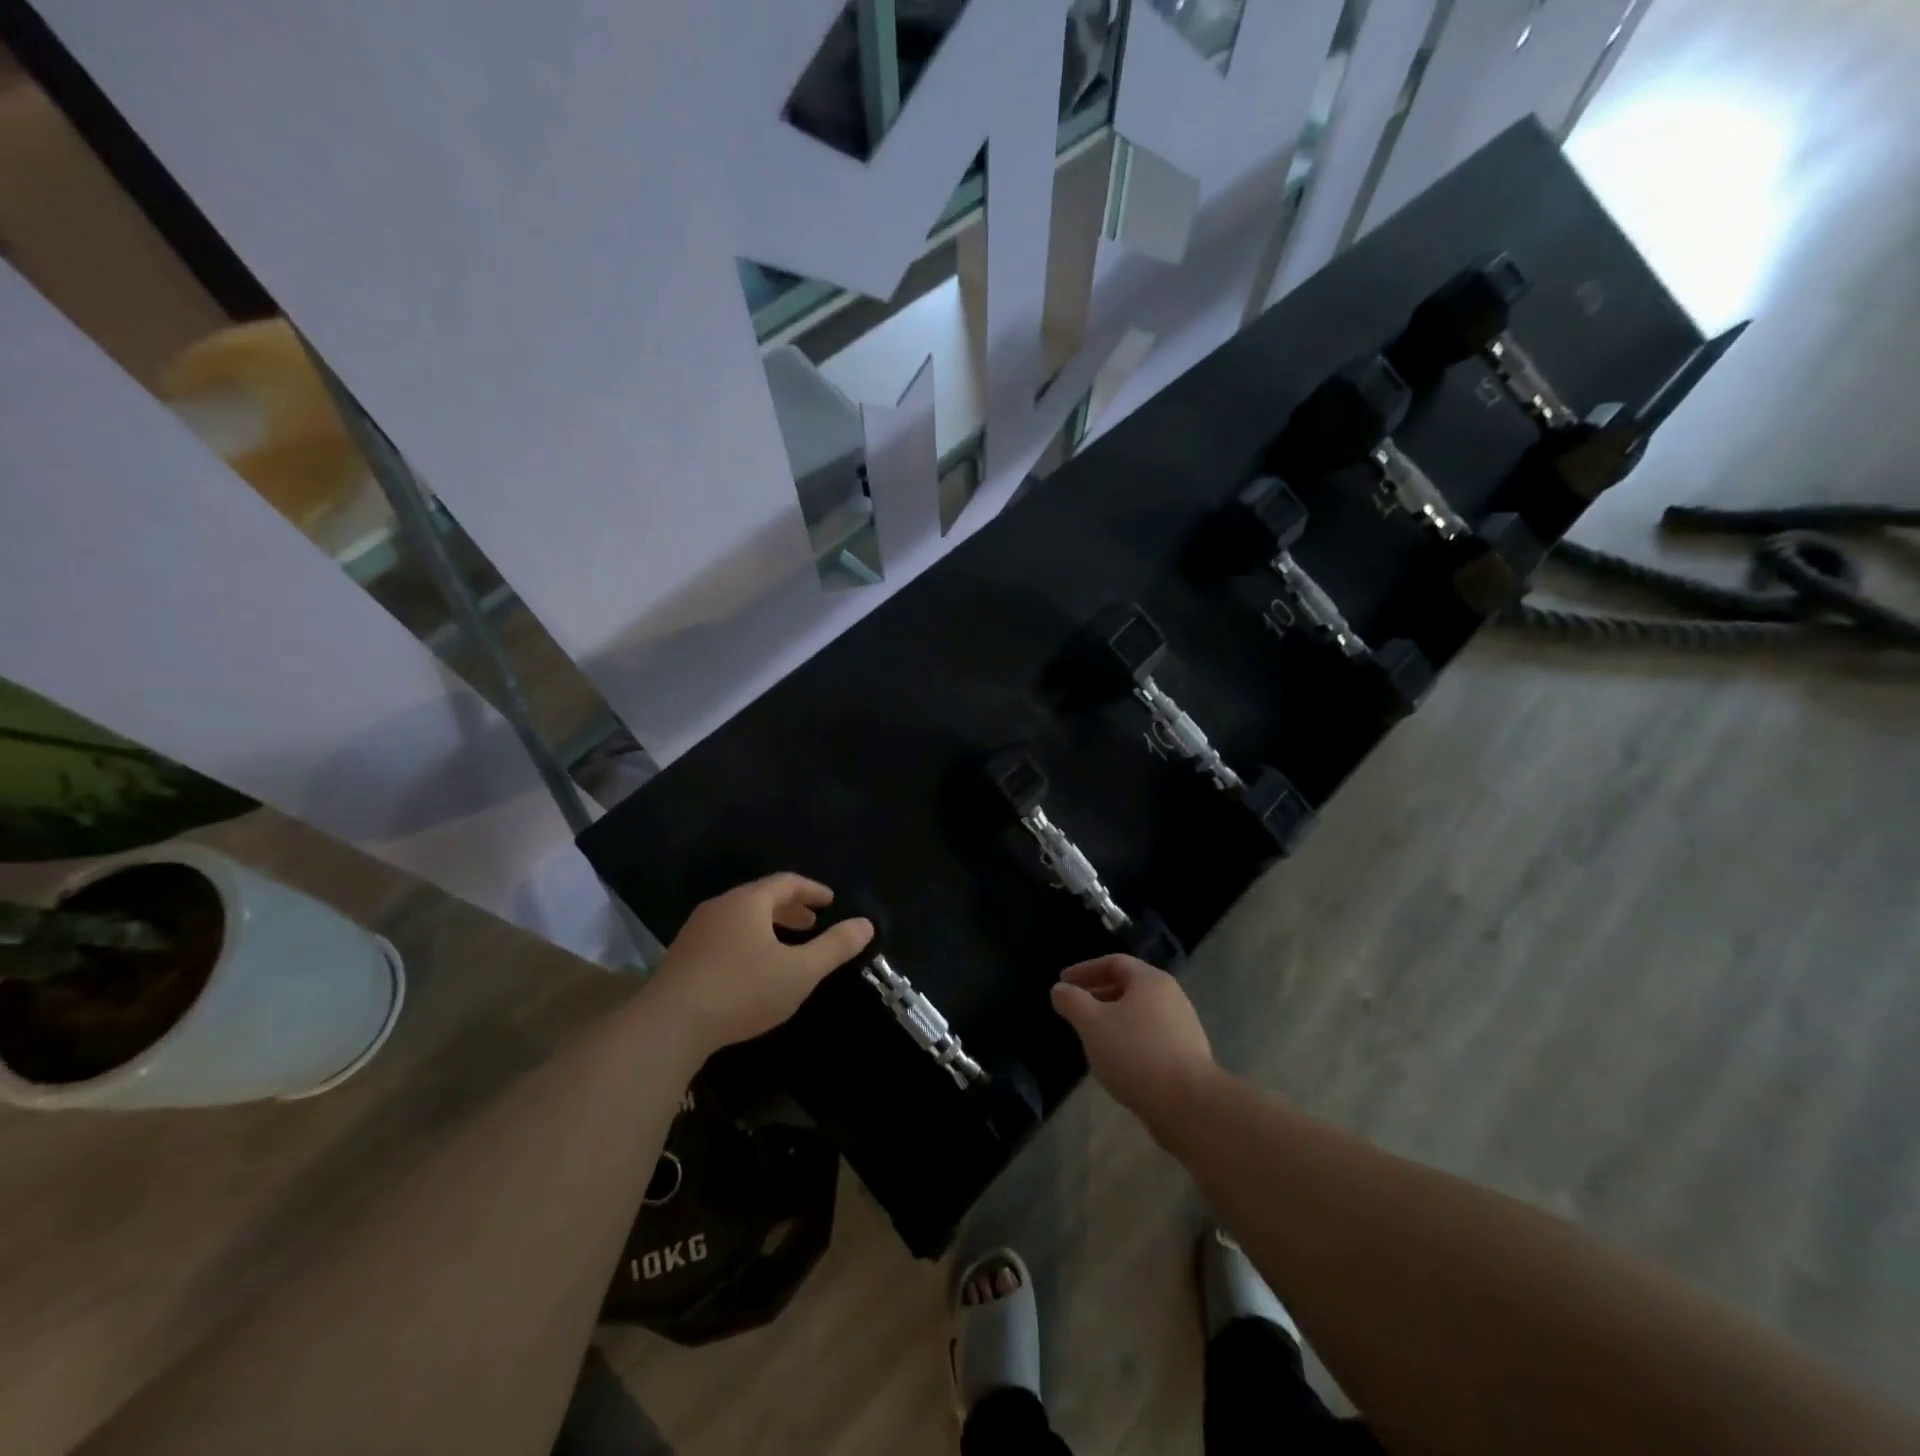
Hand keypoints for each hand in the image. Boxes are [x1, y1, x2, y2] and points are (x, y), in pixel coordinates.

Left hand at [648, 874, 874, 1054]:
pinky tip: (753, 969)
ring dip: (769, 926)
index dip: (812, 890)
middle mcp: (720, 907)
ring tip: (787, 946)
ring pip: (741, 918)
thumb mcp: (800, 971)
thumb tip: (866, 924)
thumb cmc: (742, 990)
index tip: (830, 901)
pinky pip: (725, 936)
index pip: (786, 882)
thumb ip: (835, 947)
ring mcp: (696, 932)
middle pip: (761, 898)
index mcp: (748, 902)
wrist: (668, 1025)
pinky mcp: (682, 958)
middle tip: (812, 923)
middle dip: (791, 909)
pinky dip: (748, 941)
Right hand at [1050, 955, 1215, 1132]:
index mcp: (1151, 980)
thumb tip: (1059, 989)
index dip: (1085, 970)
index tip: (1063, 982)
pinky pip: (1151, 1038)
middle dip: (1099, 995)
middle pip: (1129, 987)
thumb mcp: (1092, 1023)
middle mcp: (1172, 996)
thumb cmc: (1135, 1052)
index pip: (1114, 962)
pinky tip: (1118, 1062)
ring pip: (1140, 1014)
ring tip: (1093, 1038)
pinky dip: (1130, 1041)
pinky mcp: (1188, 1057)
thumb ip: (1072, 1001)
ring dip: (1114, 1020)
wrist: (1188, 1104)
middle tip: (1076, 1009)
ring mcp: (1184, 1027)